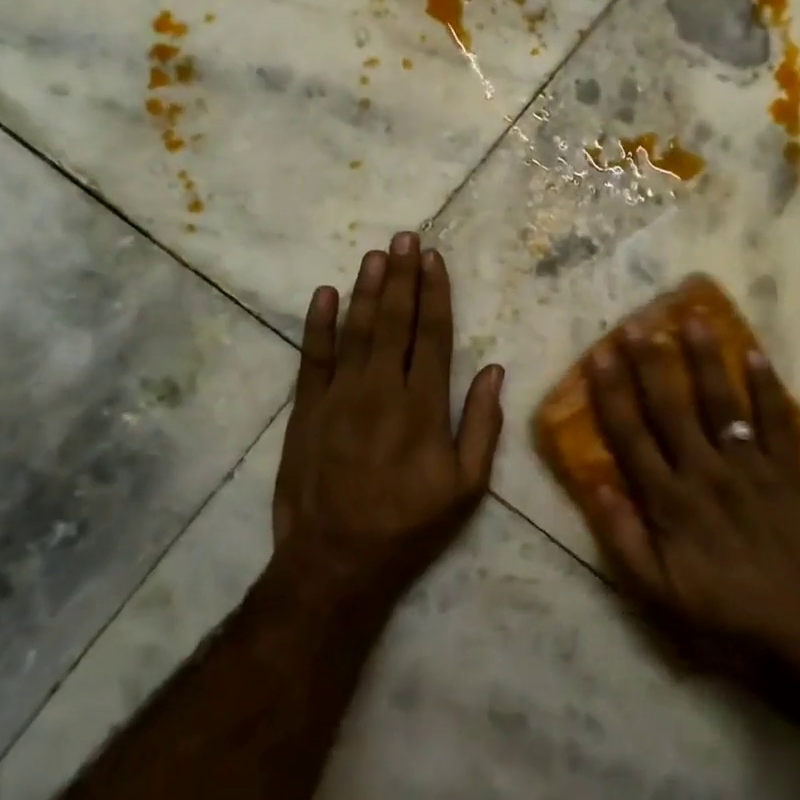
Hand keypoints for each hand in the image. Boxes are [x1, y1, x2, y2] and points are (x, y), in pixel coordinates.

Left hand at [272, 232, 504, 609]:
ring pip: (356, 330)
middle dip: (401, 276)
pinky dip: (318, 324)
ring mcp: (339, 397)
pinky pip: (312, 357)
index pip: (433, 335)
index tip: (434, 260)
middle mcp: (382, 389)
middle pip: (394, 321)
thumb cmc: (409, 525)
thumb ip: (482, 425)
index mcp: (424, 406)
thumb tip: (494, 371)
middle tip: (405, 237)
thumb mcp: (466, 487)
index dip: (435, 294)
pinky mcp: (306, 410)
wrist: (335, 562)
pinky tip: (325, 293)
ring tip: (376, 254)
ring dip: (366, 289)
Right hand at [583, 318, 799, 684]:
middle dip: (650, 362)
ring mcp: (751, 467)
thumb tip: (595, 485)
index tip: (600, 354)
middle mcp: (705, 472)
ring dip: (705, 359)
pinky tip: (755, 353)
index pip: (631, 435)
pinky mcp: (789, 471)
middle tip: (636, 322)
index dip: (612, 392)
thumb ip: (623, 538)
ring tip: (693, 318)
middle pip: (671, 407)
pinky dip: (767, 386)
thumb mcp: (658, 593)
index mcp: (670, 501)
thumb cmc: (724, 613)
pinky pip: (776, 421)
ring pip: (722, 403)